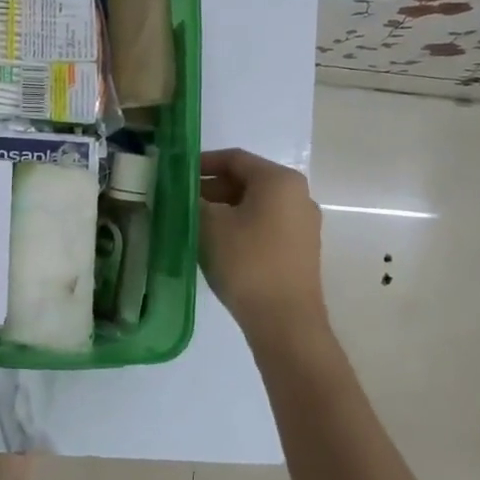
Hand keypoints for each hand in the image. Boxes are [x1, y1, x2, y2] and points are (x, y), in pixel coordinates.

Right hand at [199, 148, 326, 343]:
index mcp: (279, 180)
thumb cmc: (247, 262)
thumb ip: (193, 200)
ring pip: (256, 204)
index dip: (202, 163)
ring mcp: (303, 223)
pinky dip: (241, 225)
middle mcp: (298, 195)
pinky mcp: (301, 249)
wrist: (285, 321)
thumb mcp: (209, 225)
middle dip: (212, 188)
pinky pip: (266, 224)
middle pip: (247, 180)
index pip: (235, 158)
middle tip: (181, 201)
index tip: (176, 174)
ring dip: (224, 208)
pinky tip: (218, 244)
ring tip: (194, 223)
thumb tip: (183, 192)